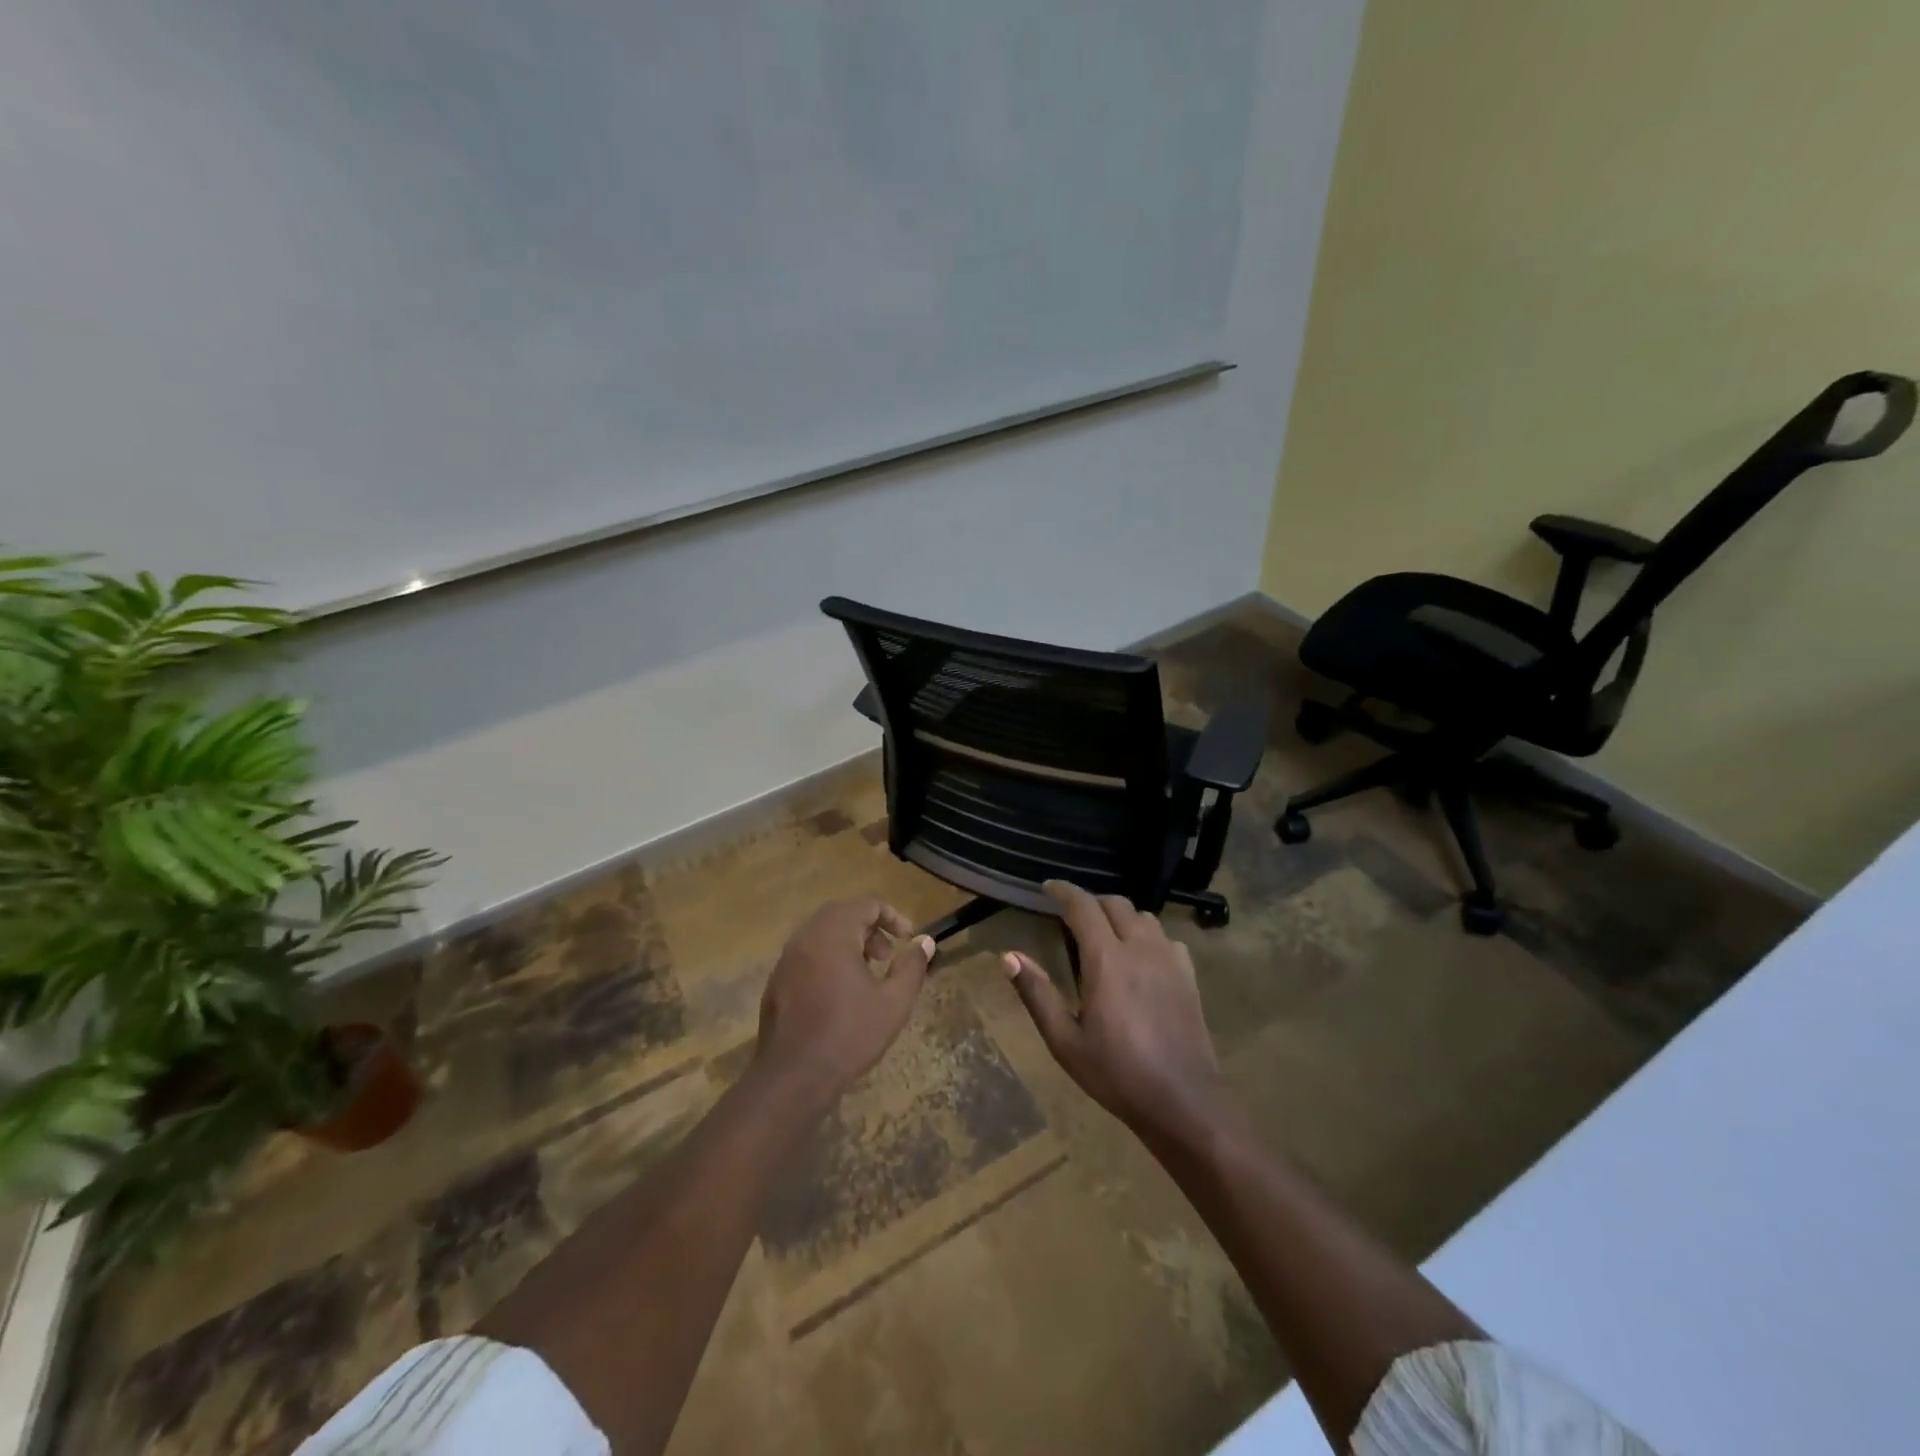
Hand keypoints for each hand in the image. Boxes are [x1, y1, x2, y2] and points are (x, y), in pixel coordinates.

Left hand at [755, 898, 933, 1109]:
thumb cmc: (849, 1035)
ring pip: (822, 934)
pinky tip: (841, 993)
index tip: (908, 939)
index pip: (865, 905)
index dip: (892, 916)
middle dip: (870, 928)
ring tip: (868, 974)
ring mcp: (786, 960)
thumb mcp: (894, 1002)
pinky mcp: (776, 982)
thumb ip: (912, 966)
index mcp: (832, 935)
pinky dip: (829, 959)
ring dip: (849, 943)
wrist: (793, 1078)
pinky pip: (807, 955)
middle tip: (888, 955)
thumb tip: (925, 941)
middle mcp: (805, 938)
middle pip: (841, 914)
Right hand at [1003, 880, 1229, 1145]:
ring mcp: (1170, 959)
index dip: (1063, 891)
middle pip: (1115, 903)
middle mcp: (1140, 947)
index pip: (1083, 906)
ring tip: (1104, 934)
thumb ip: (1037, 994)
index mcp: (1107, 959)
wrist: (1183, 1101)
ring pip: (1144, 916)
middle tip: (1071, 915)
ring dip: (1120, 915)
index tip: (1048, 888)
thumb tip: (1008, 956)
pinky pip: (1166, 938)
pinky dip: (1147, 935)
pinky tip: (1140, 958)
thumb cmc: (1116, 1073)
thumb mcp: (1065, 1041)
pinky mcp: (1189, 976)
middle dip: (1091, 902)